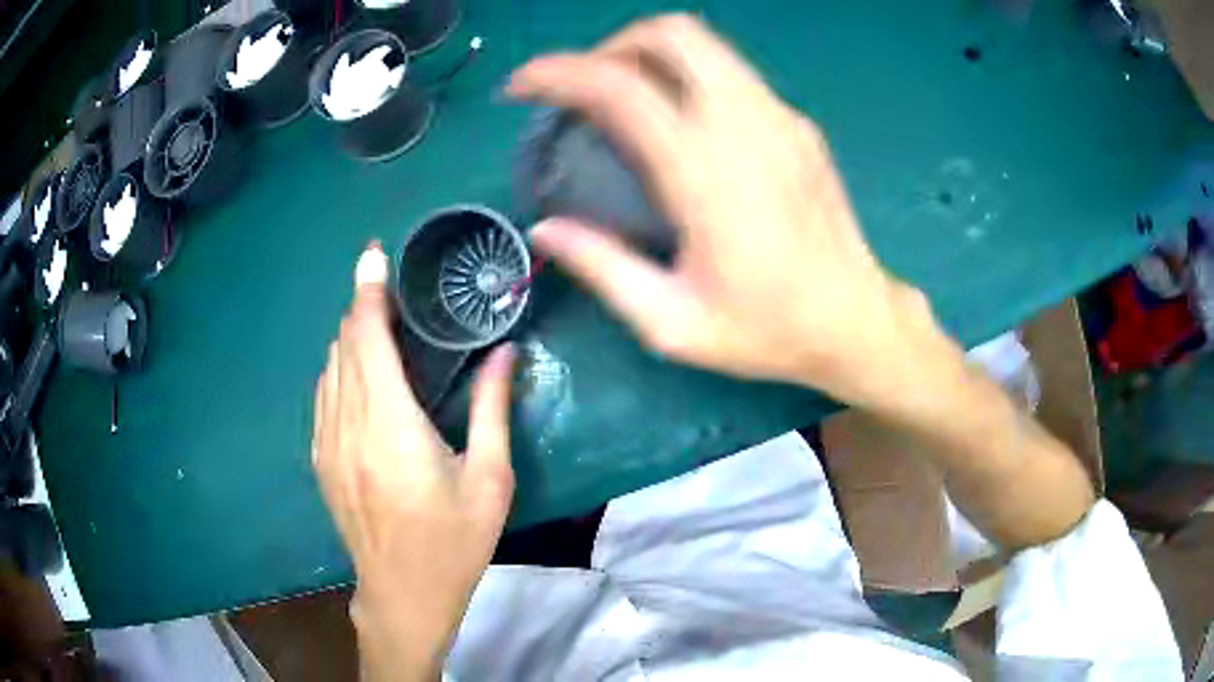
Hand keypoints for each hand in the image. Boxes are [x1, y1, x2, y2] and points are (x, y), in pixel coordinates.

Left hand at [312, 244, 515, 679]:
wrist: (403, 594)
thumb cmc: (453, 542)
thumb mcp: (489, 479)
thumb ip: (494, 409)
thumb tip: (506, 352)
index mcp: (390, 426)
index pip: (368, 339)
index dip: (368, 292)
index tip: (374, 255)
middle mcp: (348, 425)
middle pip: (344, 345)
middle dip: (362, 308)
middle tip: (391, 290)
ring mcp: (327, 443)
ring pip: (329, 368)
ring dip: (350, 338)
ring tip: (379, 325)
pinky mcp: (320, 460)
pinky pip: (323, 396)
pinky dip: (339, 369)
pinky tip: (359, 374)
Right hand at [507, 15, 958, 413]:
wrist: (856, 322)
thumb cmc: (767, 331)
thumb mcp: (672, 323)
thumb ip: (602, 268)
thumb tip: (544, 229)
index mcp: (706, 173)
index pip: (619, 86)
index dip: (557, 73)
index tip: (522, 86)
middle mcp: (745, 125)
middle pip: (671, 34)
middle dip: (611, 45)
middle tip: (582, 85)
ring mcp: (779, 116)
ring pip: (705, 43)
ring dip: (649, 53)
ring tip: (620, 94)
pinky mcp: (797, 124)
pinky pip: (731, 72)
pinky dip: (687, 74)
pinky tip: (678, 117)